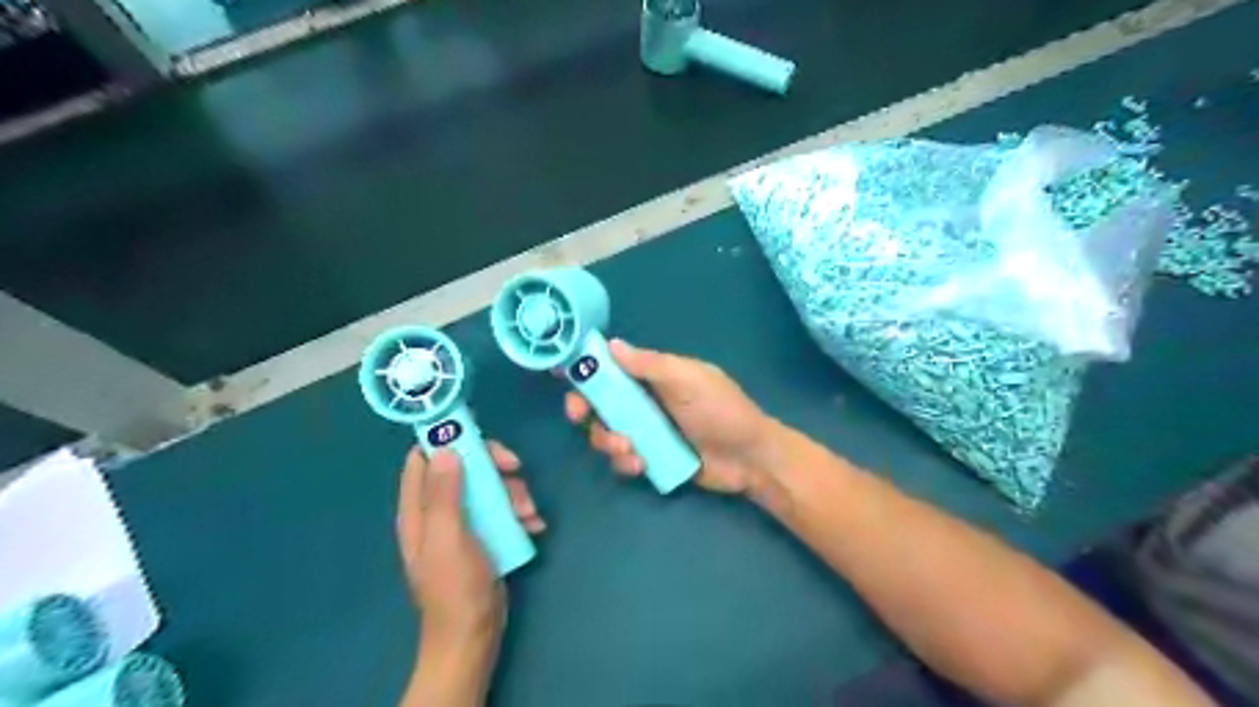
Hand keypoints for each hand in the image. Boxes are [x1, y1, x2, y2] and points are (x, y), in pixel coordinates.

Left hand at [396, 444, 542, 643]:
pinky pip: (503, 509)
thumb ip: (444, 494)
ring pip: (489, 486)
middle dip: (493, 466)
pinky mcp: (485, 534)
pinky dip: (520, 512)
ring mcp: (464, 522)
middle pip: (465, 467)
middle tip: (517, 469)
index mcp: (419, 509)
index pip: (423, 459)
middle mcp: (439, 510)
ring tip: (528, 512)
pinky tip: (533, 525)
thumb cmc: (455, 587)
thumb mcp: (448, 538)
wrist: (473, 634)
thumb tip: (444, 448)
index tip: (478, 435)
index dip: (447, 440)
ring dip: (513, 492)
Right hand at [562, 338, 778, 493]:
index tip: (565, 378)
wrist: (749, 458)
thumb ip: (649, 364)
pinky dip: (624, 461)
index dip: (587, 372)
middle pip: (599, 403)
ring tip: (629, 449)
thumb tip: (611, 344)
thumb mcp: (687, 379)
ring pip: (606, 433)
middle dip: (586, 410)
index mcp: (654, 376)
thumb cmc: (720, 410)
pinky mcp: (651, 458)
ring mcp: (647, 432)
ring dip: (607, 440)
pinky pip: (623, 459)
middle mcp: (645, 401)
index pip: (612, 369)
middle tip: (580, 416)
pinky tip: (640, 464)